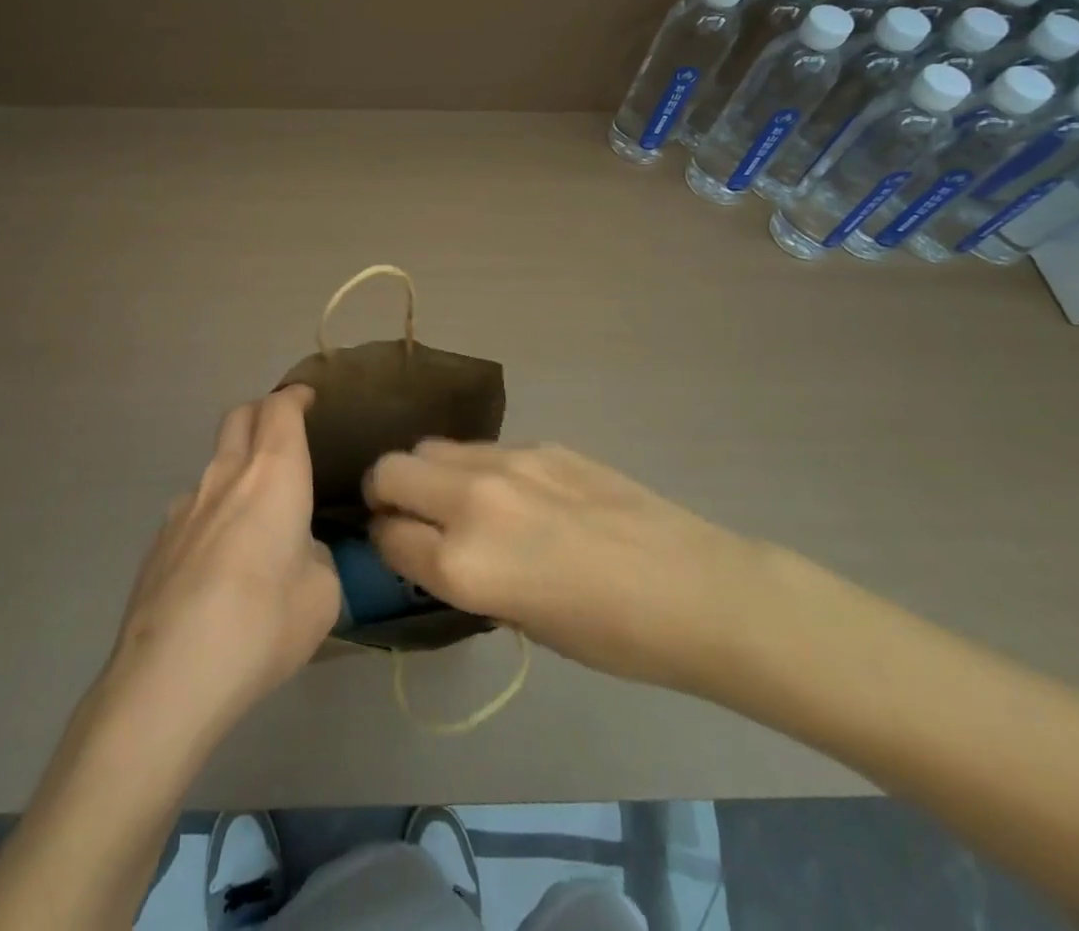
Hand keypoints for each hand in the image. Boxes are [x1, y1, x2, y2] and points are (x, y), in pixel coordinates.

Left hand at [105, 385, 341, 741]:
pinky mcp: (159, 541)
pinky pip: (194, 507)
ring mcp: (184, 506)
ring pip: (214, 463)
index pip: (280, 410)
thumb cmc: (263, 625)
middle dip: (262, 412)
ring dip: (237, 467)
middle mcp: (225, 476)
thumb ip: (316, 558)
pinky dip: (214, 511)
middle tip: (282, 431)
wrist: (169, 676)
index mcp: (273, 476)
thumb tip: (299, 552)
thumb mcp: (322, 595)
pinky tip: (220, 561)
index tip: (307, 398)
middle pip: (239, 417)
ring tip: (255, 511)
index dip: (295, 397)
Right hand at [364, 441, 764, 692]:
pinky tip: (511, 493)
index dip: (384, 545)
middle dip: (385, 493)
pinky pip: (480, 448)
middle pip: (389, 470)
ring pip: (429, 448)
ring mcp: (505, 462)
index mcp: (463, 566)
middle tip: (405, 514)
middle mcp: (470, 503)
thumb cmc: (611, 636)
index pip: (387, 537)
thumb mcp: (518, 620)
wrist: (694, 590)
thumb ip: (463, 577)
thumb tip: (434, 550)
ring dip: (425, 473)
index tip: (394, 549)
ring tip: (453, 498)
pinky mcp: (538, 442)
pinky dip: (474, 468)